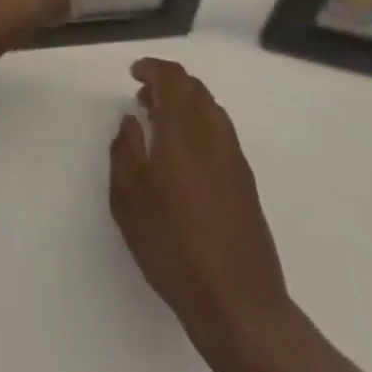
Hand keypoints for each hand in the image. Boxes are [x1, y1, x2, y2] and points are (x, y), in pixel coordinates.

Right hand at [112, 59, 353, 371]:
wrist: (238, 303)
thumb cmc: (173, 245)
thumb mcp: (128, 198)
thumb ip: (124, 150)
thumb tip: (131, 122)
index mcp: (183, 129)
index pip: (172, 77)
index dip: (152, 68)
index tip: (133, 74)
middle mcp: (212, 134)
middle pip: (194, 88)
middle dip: (168, 83)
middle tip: (144, 99)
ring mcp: (234, 158)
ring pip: (211, 109)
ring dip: (186, 104)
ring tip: (163, 126)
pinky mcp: (246, 183)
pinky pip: (221, 133)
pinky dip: (201, 126)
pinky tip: (186, 157)